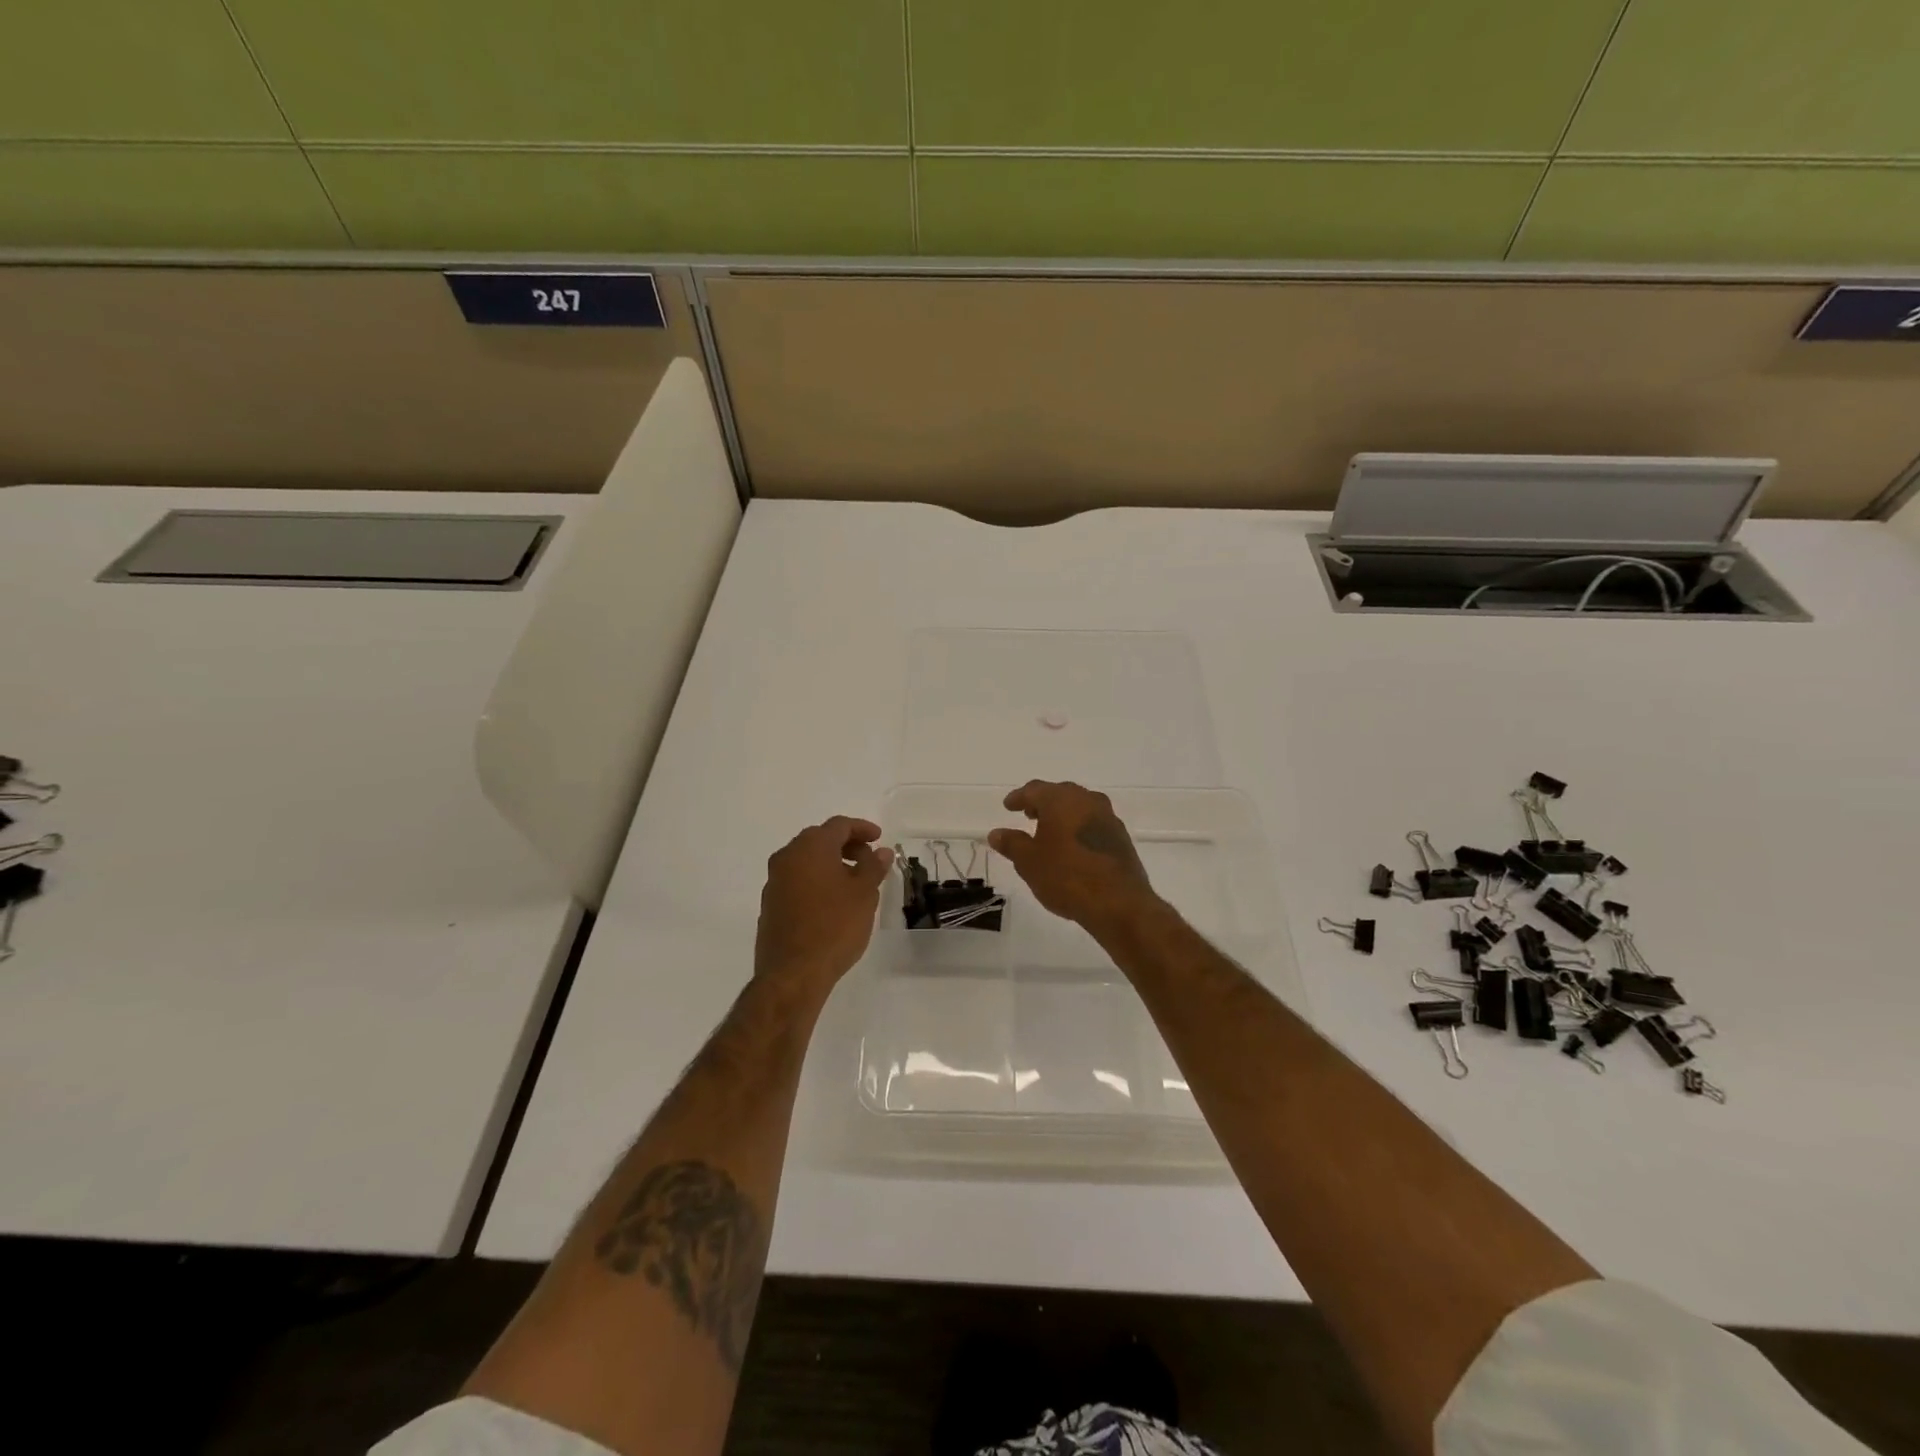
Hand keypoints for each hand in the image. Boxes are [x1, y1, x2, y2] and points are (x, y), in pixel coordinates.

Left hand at [755, 816, 893, 994]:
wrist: (793, 974)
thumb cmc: (834, 926)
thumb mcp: (864, 894)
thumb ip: (874, 867)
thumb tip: (881, 851)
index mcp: (810, 847)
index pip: (839, 825)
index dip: (862, 828)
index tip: (879, 839)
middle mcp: (787, 857)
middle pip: (820, 839)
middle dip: (846, 845)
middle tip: (869, 860)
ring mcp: (774, 881)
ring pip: (806, 861)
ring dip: (831, 864)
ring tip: (854, 883)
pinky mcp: (770, 905)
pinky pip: (797, 881)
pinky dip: (816, 881)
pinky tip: (832, 902)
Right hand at [988, 781, 1156, 936]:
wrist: (1118, 902)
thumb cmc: (1066, 876)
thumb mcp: (1029, 862)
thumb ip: (1012, 844)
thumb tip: (996, 833)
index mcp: (1061, 799)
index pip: (1034, 790)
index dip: (1019, 797)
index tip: (1008, 806)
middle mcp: (1086, 800)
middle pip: (1060, 794)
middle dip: (1043, 803)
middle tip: (1029, 815)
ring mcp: (1108, 818)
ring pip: (1079, 807)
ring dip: (1063, 815)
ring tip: (1050, 832)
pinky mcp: (1121, 837)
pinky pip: (1093, 824)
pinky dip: (1078, 829)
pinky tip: (1073, 847)